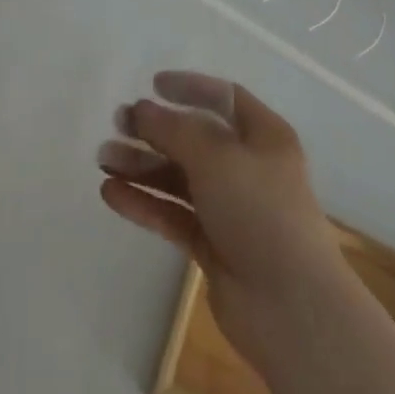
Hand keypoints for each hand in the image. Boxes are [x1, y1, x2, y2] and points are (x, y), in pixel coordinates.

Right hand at [98, 72, 350, 370]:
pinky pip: (173, 214)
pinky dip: (144, 203)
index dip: (190, 88)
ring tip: (103, 160)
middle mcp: (248, 167)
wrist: (291, 308)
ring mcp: (230, 208)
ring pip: (179, 177)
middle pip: (194, 138)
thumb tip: (140, 108)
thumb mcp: (216, 156)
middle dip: (155, 130)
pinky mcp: (213, 245)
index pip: (224, 98)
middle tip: (117, 124)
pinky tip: (110, 194)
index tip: (152, 85)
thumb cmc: (260, 211)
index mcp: (264, 136)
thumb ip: (173, 129)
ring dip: (142, 167)